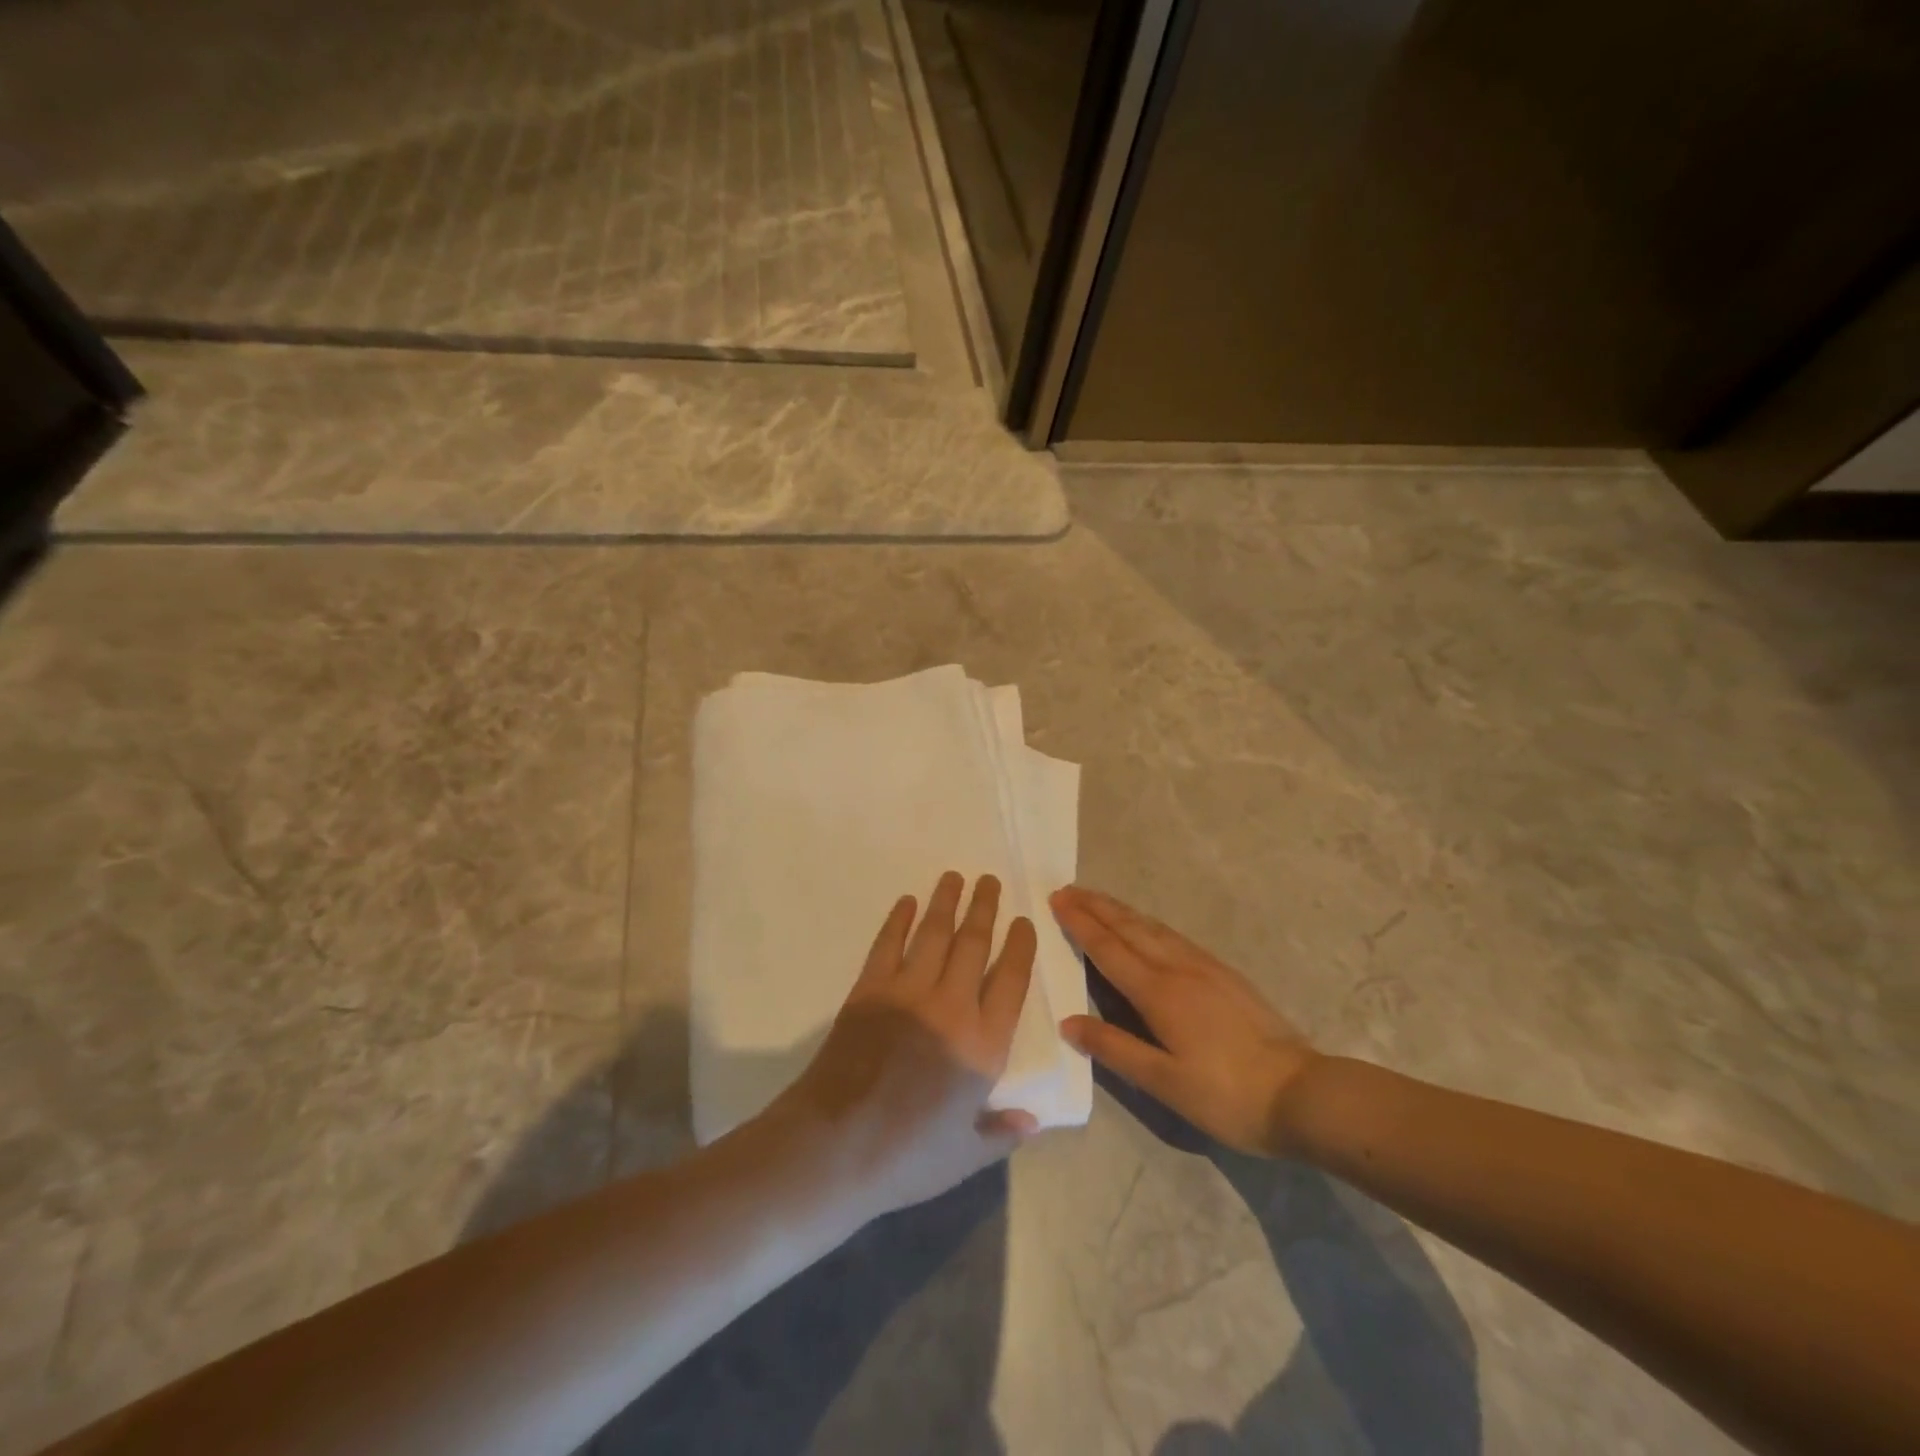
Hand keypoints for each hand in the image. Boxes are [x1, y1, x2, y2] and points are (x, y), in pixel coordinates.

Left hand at [771, 872, 1038, 1220]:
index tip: (1024, 921)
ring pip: (934, 934)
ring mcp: (908, 993)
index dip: (1020, 946)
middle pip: (975, 943)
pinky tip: (906, 902)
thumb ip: (1001, 1134)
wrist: (835, 1147)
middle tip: (990, 880)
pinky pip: (888, 945)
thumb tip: (1033, 1122)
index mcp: (983, 1045)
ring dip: (946, 902)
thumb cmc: (906, 1158)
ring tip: (955, 877)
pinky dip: (898, 920)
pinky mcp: (869, 990)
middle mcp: (952, 1007)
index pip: (1012, 980)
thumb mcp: (965, 1157)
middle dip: (985, 908)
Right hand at [1051, 885, 1319, 1155]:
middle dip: (1097, 906)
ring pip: (1153, 927)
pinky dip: (1149, 923)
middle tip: (1068, 889)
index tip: (1056, 899)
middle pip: (1130, 928)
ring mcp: (1205, 967)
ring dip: (1121, 910)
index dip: (1080, 923)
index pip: (1108, 948)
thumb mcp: (1163, 1081)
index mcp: (1158, 992)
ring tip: (1098, 899)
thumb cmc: (1226, 1094)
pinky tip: (1148, 927)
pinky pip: (1174, 936)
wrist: (1301, 1093)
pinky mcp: (1224, 974)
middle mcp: (1178, 968)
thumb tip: (1068, 1022)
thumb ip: (1114, 1048)